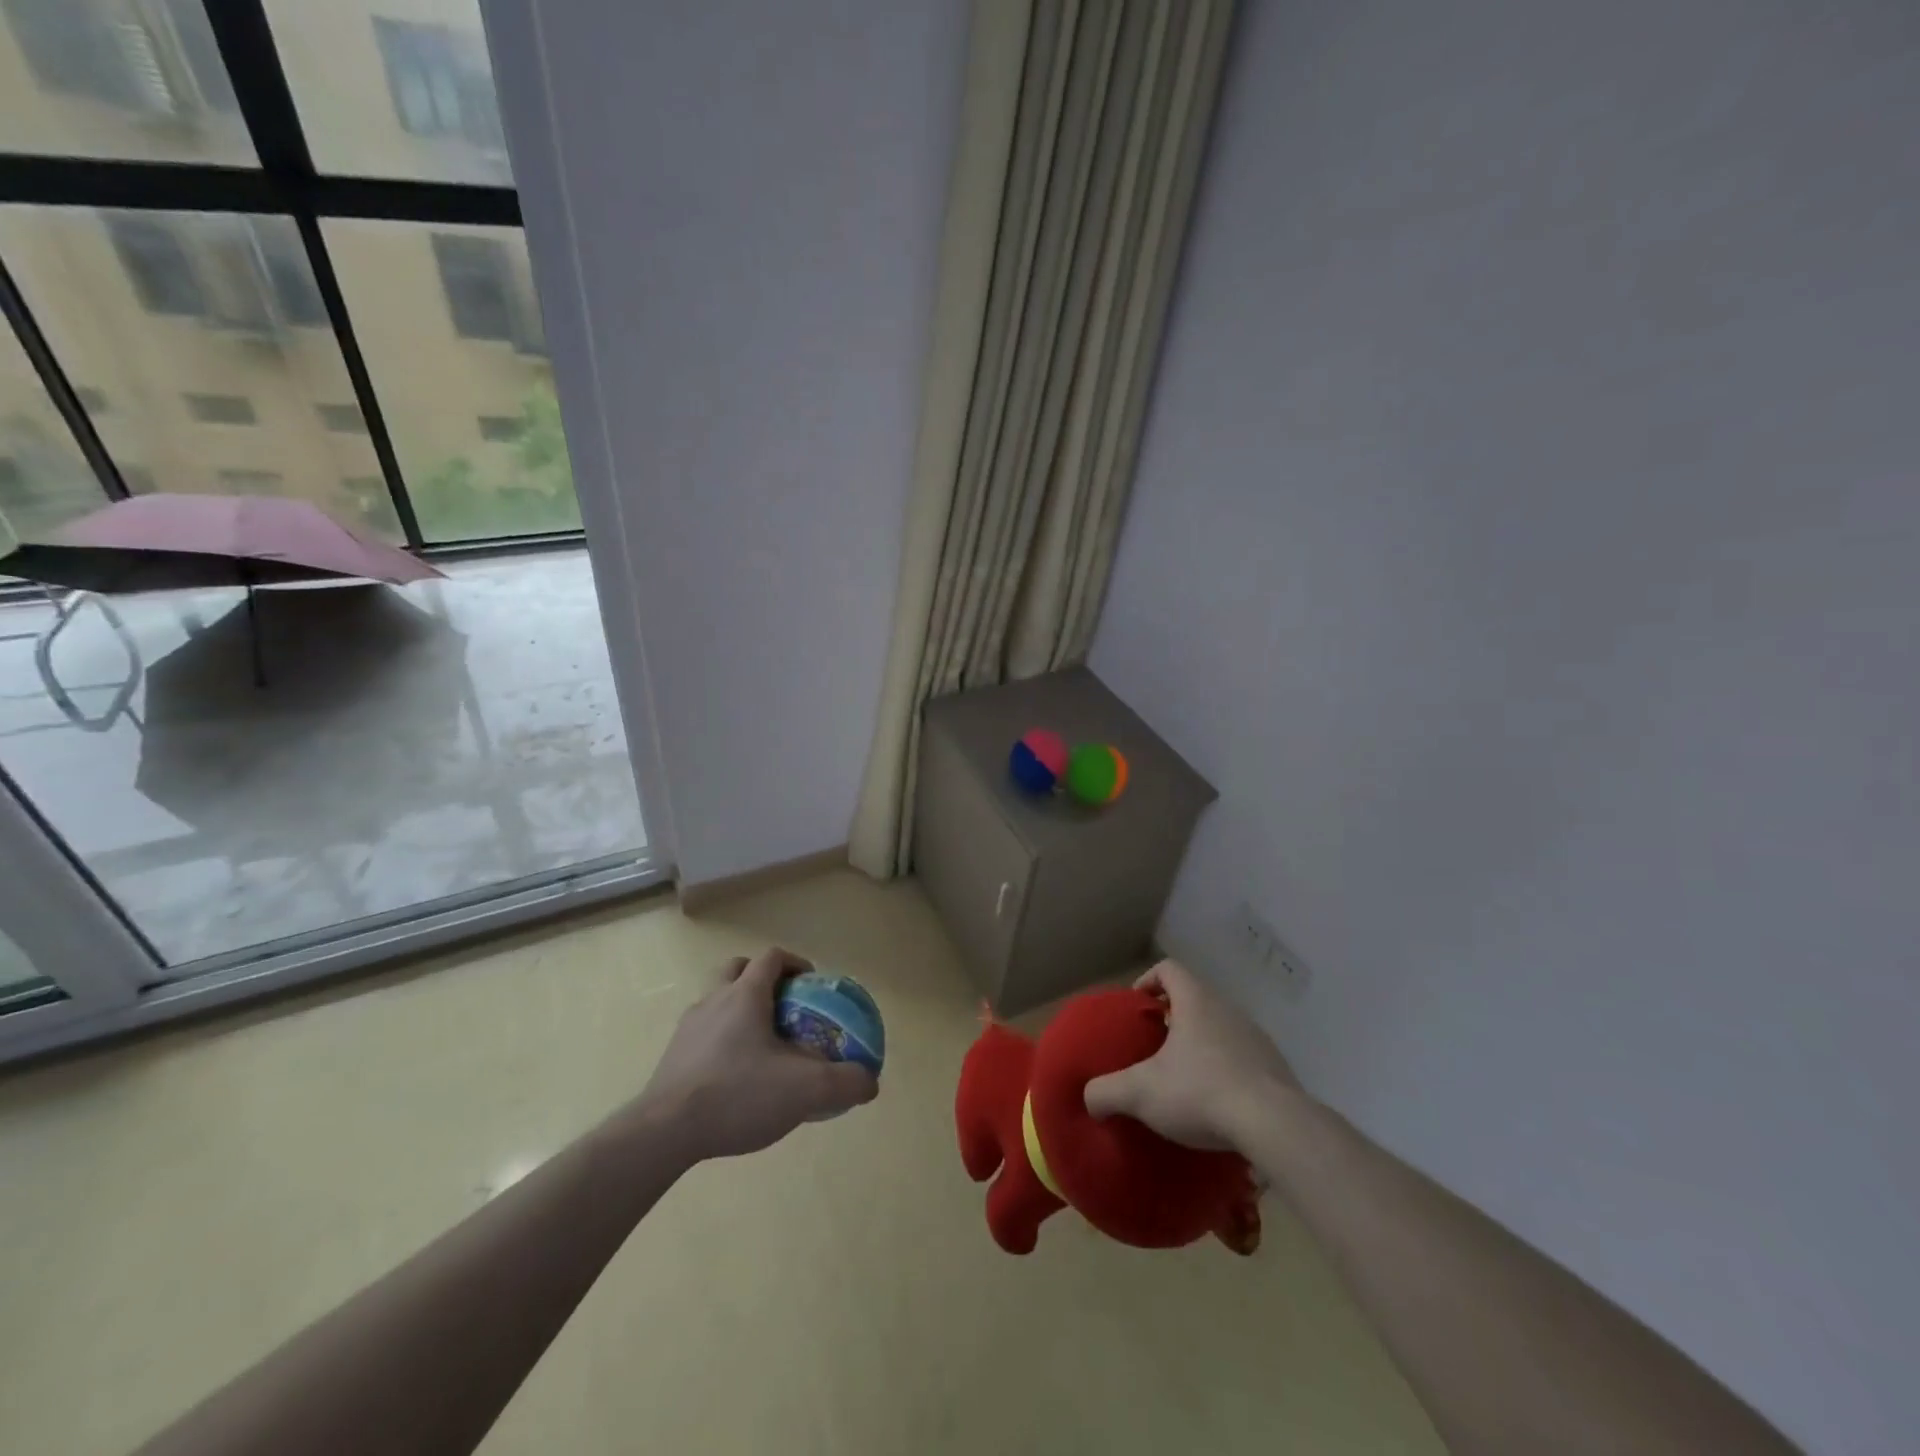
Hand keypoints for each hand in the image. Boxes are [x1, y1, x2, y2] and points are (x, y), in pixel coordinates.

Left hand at [634, 948, 877, 1160]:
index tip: (812, 984)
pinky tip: (735, 1077)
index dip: (795, 964)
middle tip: (784, 1006)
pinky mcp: (672, 1058)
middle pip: (738, 969)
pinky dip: (721, 1041)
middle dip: (762, 979)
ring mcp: (688, 1028)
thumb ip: (845, 1082)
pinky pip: (703, 1034)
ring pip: (716, 1001)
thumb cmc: (737, 1095)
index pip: (772, 958)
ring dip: (739, 1010)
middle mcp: (714, 1000)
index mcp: (745, 995)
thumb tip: (870, 1082)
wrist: (663, 1133)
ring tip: (761, 1046)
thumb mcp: (805, 1091)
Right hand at [1084, 959, 1301, 1152]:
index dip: (1148, 981)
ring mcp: (1256, 1038)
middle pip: (1195, 998)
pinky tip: (1216, 1104)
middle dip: (1173, 1017)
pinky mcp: (1276, 1068)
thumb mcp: (1141, 1093)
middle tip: (1154, 1047)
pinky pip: (1243, 1058)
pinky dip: (1225, 1070)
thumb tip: (1089, 1099)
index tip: (1137, 1007)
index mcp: (1196, 1001)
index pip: (1169, 968)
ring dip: (1201, 1044)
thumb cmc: (1201, 1092)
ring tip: (1184, 1079)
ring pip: (1220, 1028)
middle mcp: (1228, 1009)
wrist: (1275, 1126)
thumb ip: (1107, 1091)